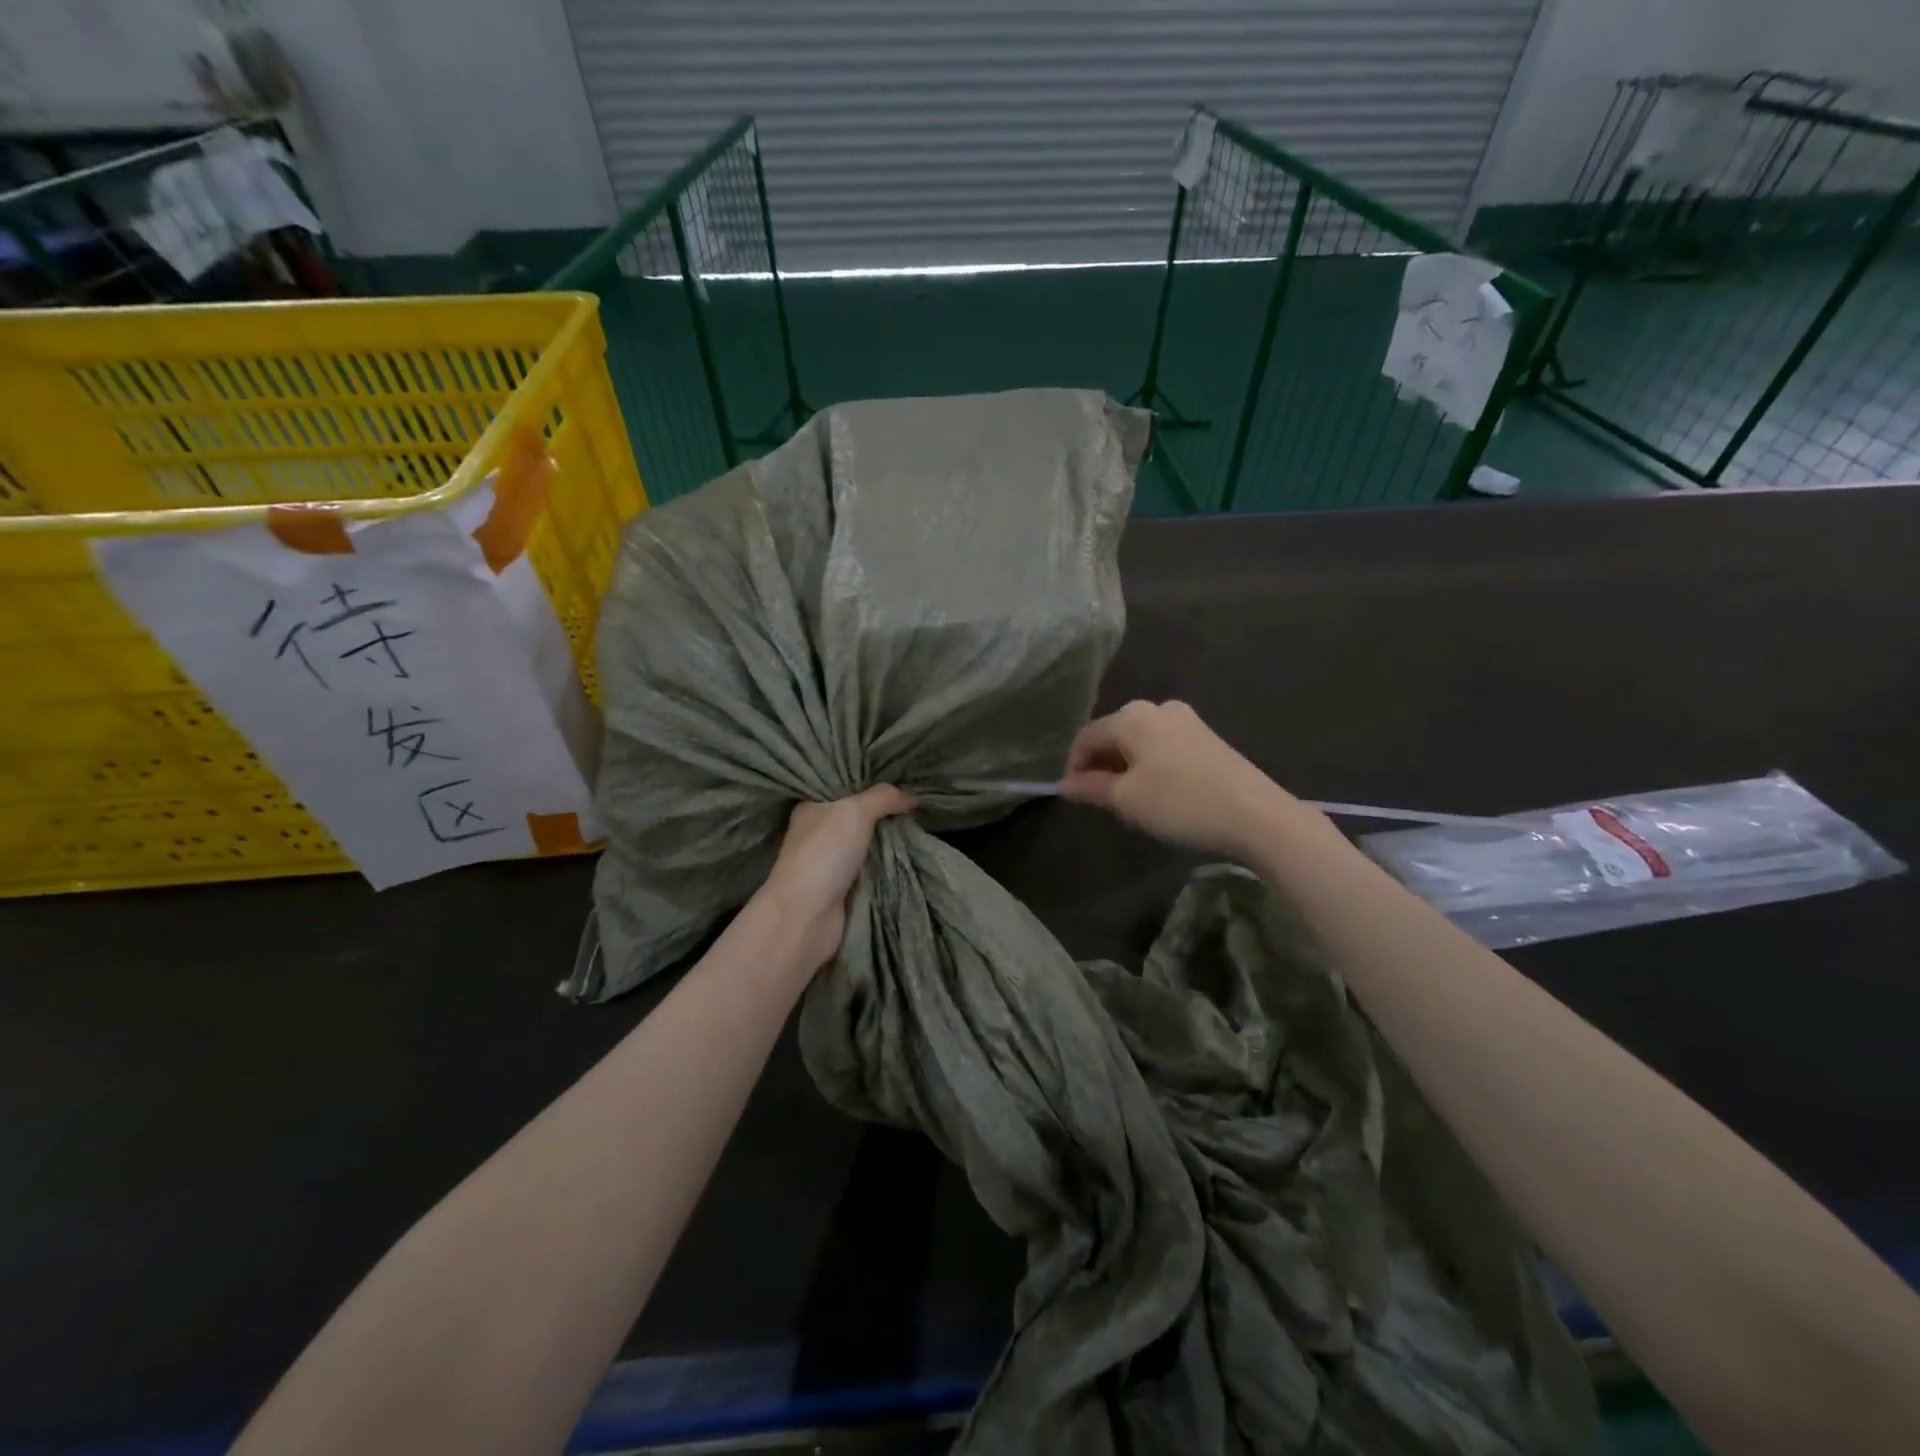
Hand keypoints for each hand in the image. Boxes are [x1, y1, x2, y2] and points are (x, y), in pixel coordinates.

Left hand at [759, 786, 916, 969]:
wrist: (807, 914)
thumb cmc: (825, 852)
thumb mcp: (856, 812)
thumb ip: (883, 797)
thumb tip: (911, 795)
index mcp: (811, 808)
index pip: (842, 788)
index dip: (868, 783)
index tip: (898, 778)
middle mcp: (817, 833)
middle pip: (857, 817)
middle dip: (884, 813)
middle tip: (916, 803)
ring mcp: (830, 863)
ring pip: (866, 845)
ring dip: (888, 842)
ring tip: (921, 826)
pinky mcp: (842, 889)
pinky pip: (871, 871)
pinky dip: (887, 867)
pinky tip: (911, 856)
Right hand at [1060, 700, 1298, 858]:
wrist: (1255, 814)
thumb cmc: (1180, 803)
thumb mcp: (1127, 800)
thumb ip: (1091, 788)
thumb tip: (1065, 784)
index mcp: (1132, 716)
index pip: (1087, 737)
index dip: (1074, 766)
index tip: (1074, 797)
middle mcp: (1157, 708)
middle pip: (1114, 733)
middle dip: (1101, 764)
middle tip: (1099, 799)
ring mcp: (1186, 719)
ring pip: (1140, 739)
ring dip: (1126, 765)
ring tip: (1128, 798)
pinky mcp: (1207, 736)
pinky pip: (1163, 744)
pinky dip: (1150, 763)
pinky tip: (1158, 790)